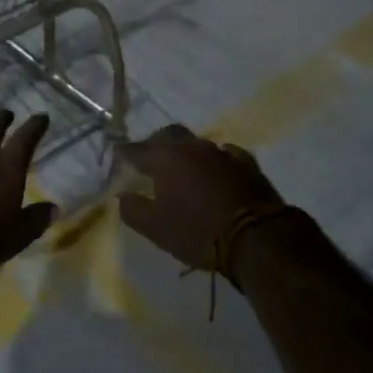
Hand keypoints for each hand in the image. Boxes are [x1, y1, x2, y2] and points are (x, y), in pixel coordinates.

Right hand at [116, 124, 283, 284]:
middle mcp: (192, 147)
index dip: (125, 153)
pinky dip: (214, 162)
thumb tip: (122, 196)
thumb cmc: (196, 231)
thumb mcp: (156, 229)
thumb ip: (133, 210)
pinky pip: (224, 154)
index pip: (137, 149)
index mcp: (165, 158)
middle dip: (155, 143)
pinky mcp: (246, 163)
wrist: (255, 236)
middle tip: (149, 159)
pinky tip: (215, 172)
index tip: (117, 154)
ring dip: (186, 153)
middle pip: (168, 135)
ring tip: (182, 169)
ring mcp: (221, 152)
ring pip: (196, 143)